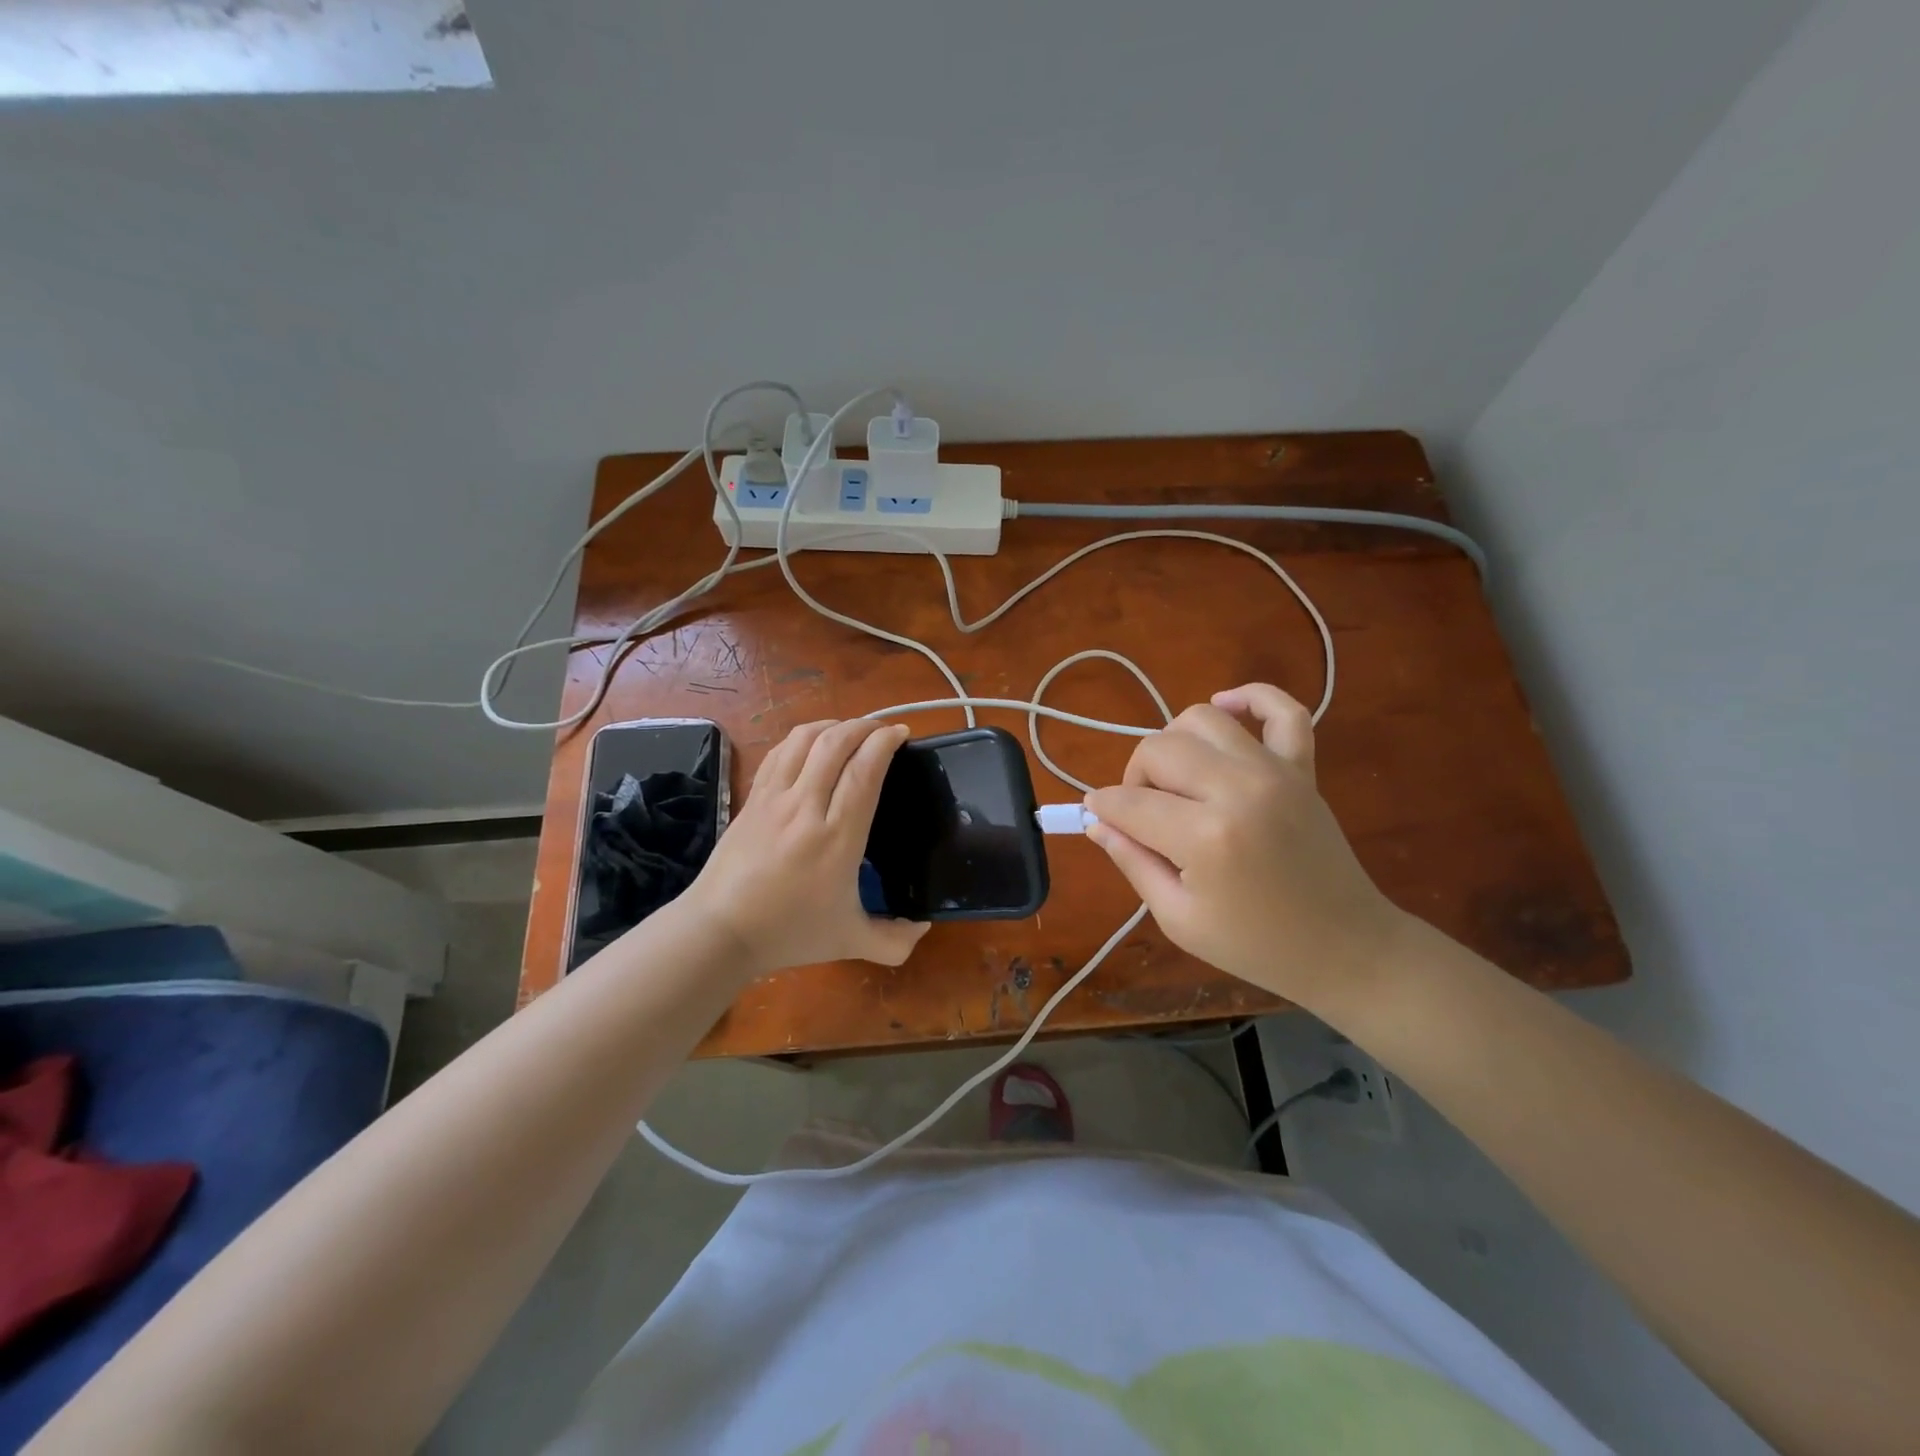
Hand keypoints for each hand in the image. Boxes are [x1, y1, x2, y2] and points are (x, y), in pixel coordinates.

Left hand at [681, 718, 929, 976]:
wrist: (720, 931)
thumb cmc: (789, 933)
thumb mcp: (850, 942)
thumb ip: (894, 941)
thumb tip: (924, 928)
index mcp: (837, 838)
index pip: (863, 771)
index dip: (884, 742)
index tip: (901, 733)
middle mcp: (806, 808)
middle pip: (834, 744)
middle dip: (863, 726)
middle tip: (882, 729)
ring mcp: (774, 799)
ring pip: (803, 740)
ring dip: (832, 725)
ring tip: (850, 730)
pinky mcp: (752, 798)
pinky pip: (778, 753)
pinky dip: (800, 738)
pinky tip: (811, 744)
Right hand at [1084, 684, 1405, 1009]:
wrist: (1345, 947)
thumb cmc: (1255, 945)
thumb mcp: (1178, 919)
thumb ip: (1132, 862)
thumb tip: (1096, 822)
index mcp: (1205, 838)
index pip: (1129, 802)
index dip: (1103, 808)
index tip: (1097, 817)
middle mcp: (1237, 789)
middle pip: (1158, 749)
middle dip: (1134, 777)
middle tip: (1142, 812)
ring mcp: (1275, 771)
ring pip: (1201, 719)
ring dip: (1174, 742)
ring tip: (1178, 779)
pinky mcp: (1303, 767)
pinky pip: (1282, 710)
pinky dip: (1252, 697)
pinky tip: (1226, 707)